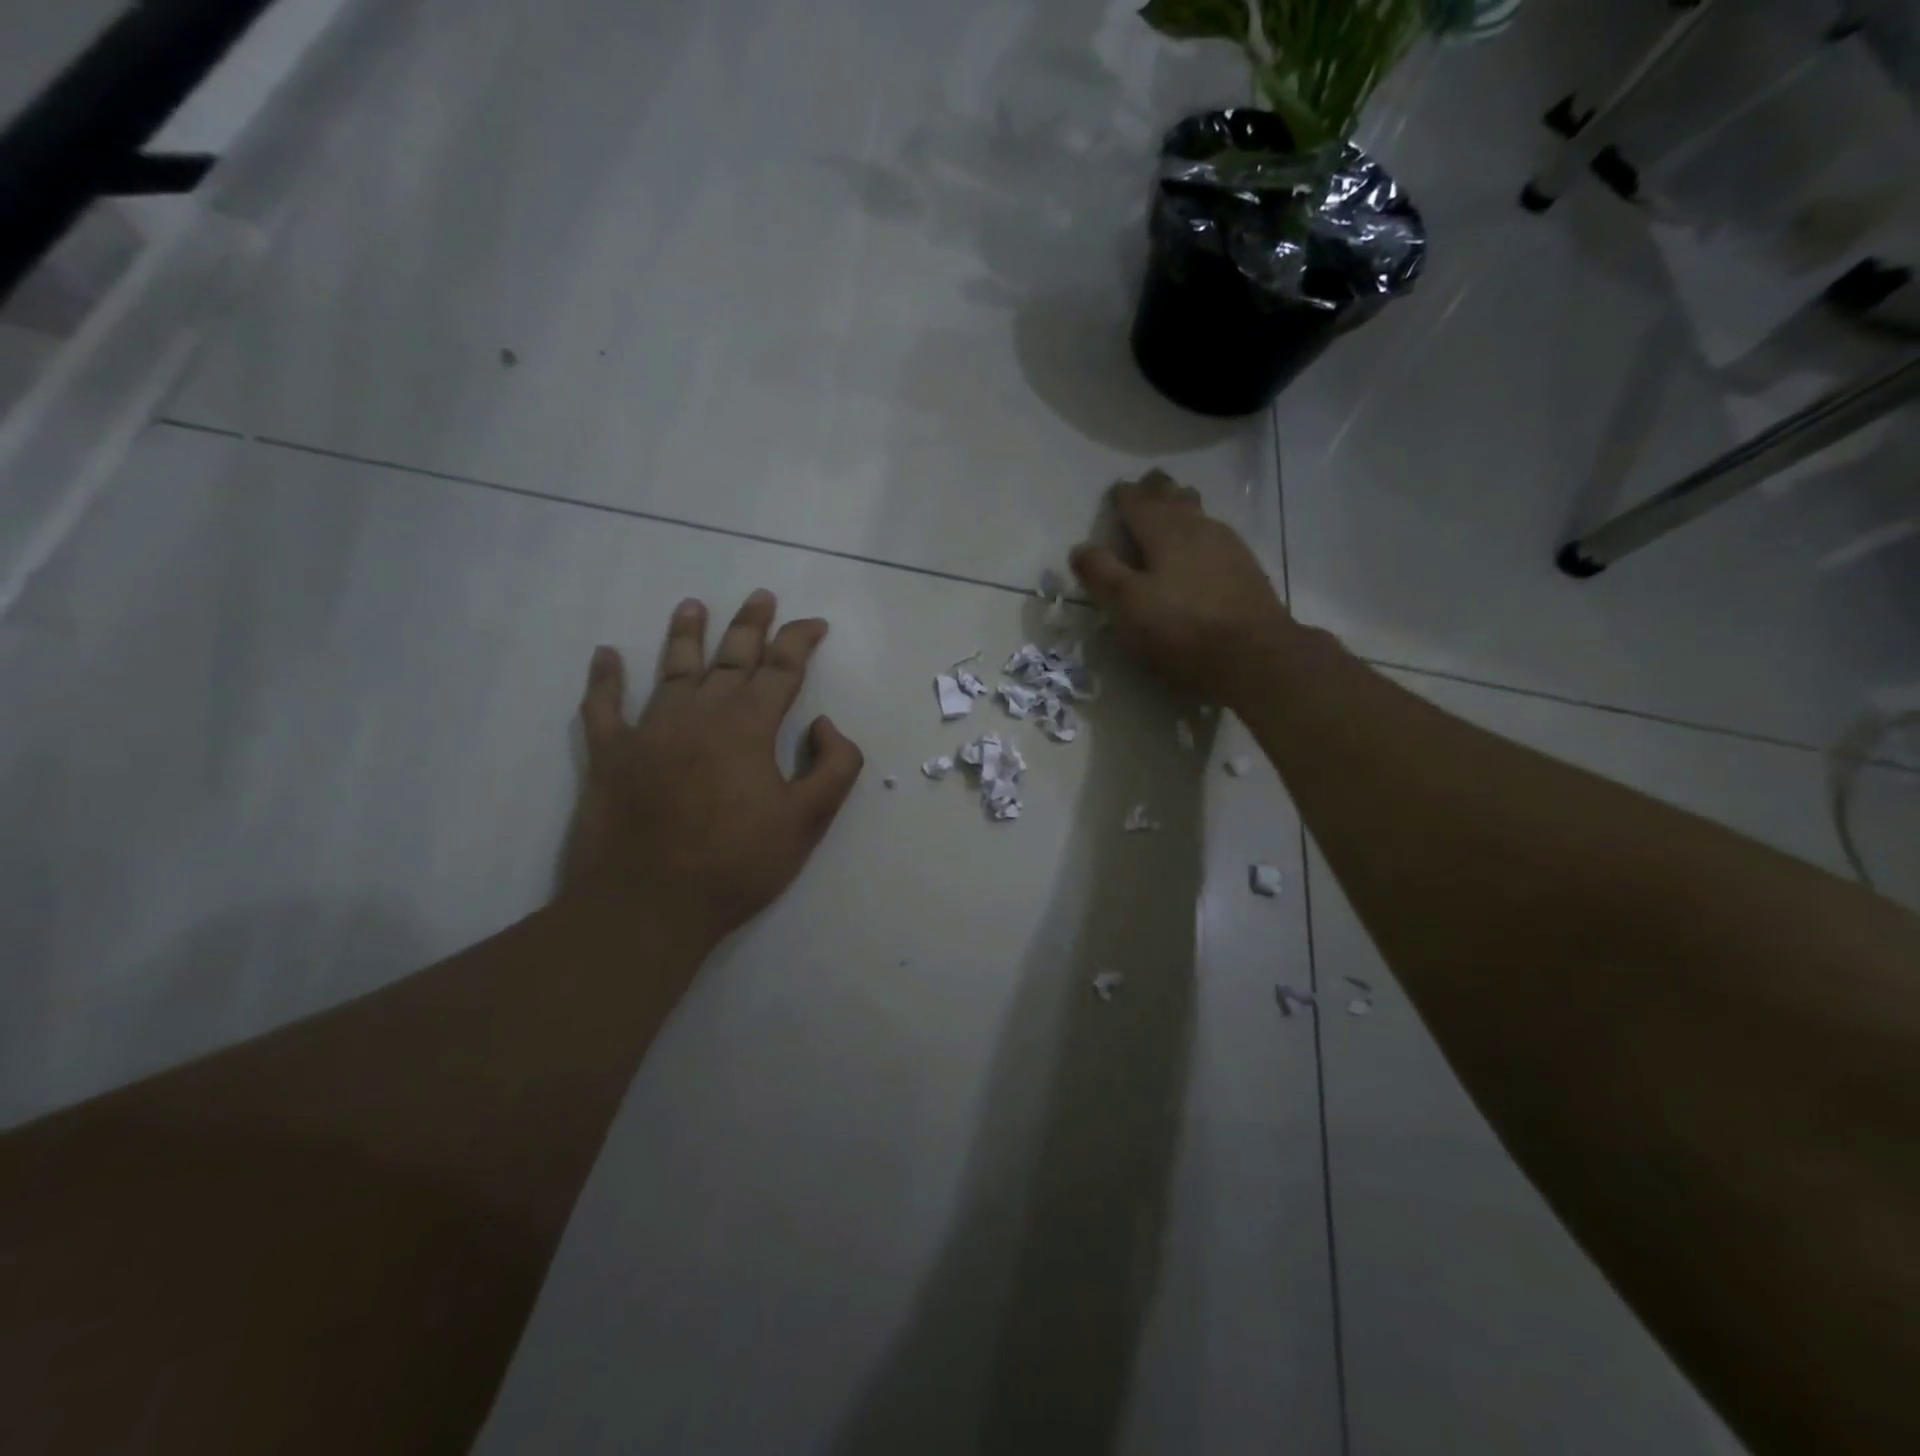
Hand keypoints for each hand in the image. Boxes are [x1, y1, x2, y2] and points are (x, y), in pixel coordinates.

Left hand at [562, 590, 864, 948]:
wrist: (648, 905)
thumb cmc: (736, 865)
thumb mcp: (808, 821)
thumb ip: (834, 765)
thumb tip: (822, 723)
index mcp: (747, 727)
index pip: (781, 668)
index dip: (800, 640)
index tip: (815, 624)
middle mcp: (699, 714)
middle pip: (730, 658)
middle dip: (750, 625)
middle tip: (760, 596)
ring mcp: (649, 731)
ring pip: (670, 669)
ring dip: (684, 635)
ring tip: (692, 605)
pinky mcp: (610, 755)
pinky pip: (604, 707)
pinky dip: (604, 679)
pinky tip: (605, 654)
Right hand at [1070, 470, 1294, 706]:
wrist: (1254, 653)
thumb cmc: (1181, 628)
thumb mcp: (1128, 605)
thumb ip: (1101, 573)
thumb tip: (1079, 548)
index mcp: (1164, 531)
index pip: (1138, 502)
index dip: (1124, 496)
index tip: (1116, 491)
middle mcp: (1197, 528)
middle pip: (1174, 498)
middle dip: (1158, 490)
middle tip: (1148, 483)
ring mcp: (1228, 546)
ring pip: (1199, 513)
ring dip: (1183, 505)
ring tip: (1175, 504)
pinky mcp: (1246, 569)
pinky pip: (1217, 535)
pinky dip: (1202, 531)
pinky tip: (1203, 545)